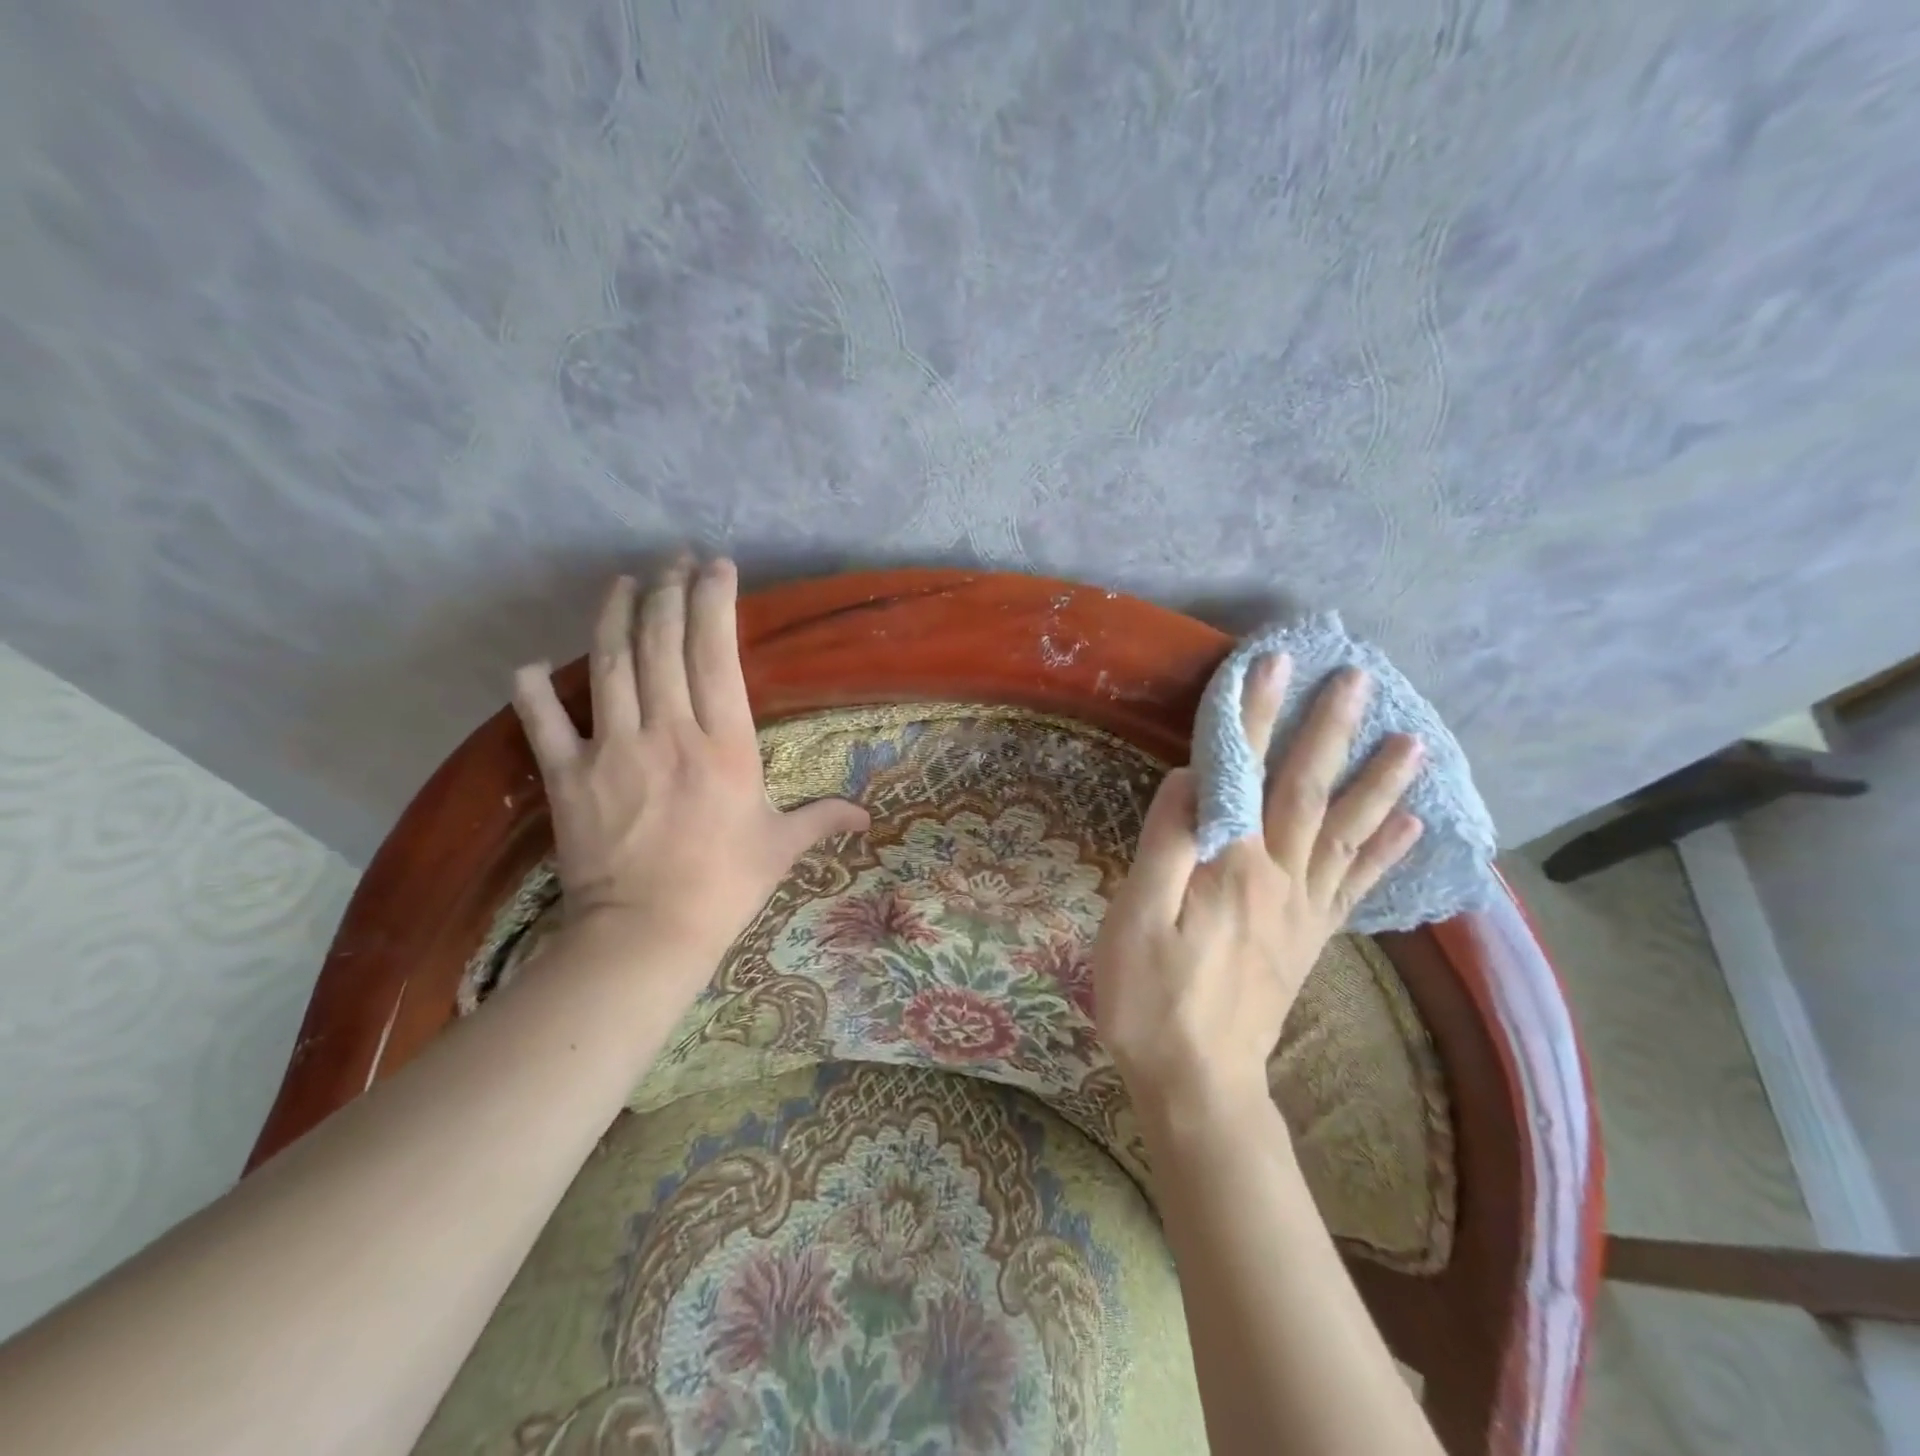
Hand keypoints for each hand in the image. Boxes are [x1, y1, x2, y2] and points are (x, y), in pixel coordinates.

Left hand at [510, 559, 869, 971]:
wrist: (646, 934)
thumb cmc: (724, 886)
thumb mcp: (781, 847)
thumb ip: (823, 818)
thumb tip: (865, 817)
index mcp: (724, 743)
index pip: (716, 652)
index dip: (714, 601)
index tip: (716, 567)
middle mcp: (668, 731)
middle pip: (661, 643)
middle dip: (667, 591)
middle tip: (672, 561)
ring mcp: (612, 749)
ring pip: (609, 664)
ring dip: (614, 615)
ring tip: (622, 582)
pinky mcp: (568, 776)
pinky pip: (543, 721)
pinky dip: (533, 690)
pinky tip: (532, 665)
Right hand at [1092, 658, 1424, 1118]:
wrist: (1200, 1082)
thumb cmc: (1151, 999)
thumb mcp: (1134, 920)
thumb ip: (1164, 846)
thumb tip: (1187, 781)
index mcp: (1231, 868)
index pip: (1243, 775)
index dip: (1255, 716)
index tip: (1273, 663)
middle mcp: (1279, 879)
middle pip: (1308, 793)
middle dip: (1330, 731)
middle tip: (1360, 682)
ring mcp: (1303, 910)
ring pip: (1347, 833)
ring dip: (1378, 783)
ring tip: (1413, 742)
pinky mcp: (1312, 938)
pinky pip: (1357, 886)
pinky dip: (1385, 851)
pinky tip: (1410, 825)